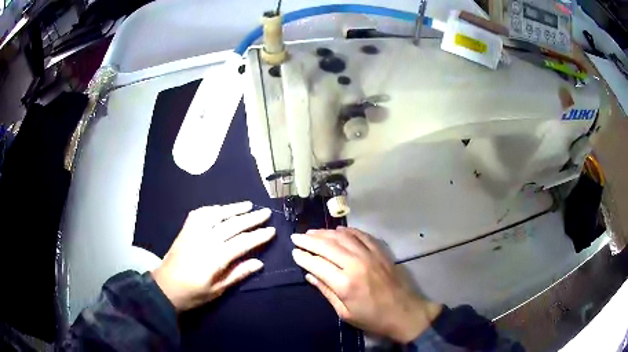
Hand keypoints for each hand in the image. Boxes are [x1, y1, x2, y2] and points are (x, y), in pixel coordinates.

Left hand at [152, 201, 274, 311]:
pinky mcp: (185, 230)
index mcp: (215, 257)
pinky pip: (199, 214)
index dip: (258, 236)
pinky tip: (219, 208)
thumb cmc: (193, 293)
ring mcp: (194, 232)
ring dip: (233, 208)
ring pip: (216, 215)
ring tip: (248, 204)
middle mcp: (206, 240)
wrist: (164, 288)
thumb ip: (238, 274)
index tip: (271, 230)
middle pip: (232, 225)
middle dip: (251, 218)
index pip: (243, 242)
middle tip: (265, 212)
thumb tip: (259, 263)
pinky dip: (211, 209)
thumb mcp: (217, 290)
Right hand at [291, 227, 441, 342]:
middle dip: (309, 240)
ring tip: (312, 232)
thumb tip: (310, 275)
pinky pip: (361, 235)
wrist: (404, 312)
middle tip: (296, 236)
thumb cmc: (372, 317)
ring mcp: (370, 255)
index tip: (294, 252)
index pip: (317, 264)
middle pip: (327, 246)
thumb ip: (326, 291)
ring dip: (325, 233)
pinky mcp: (380, 251)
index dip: (303, 257)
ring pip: (342, 237)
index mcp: (345, 284)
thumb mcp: (344, 312)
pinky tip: (338, 230)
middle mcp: (356, 264)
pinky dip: (347, 230)